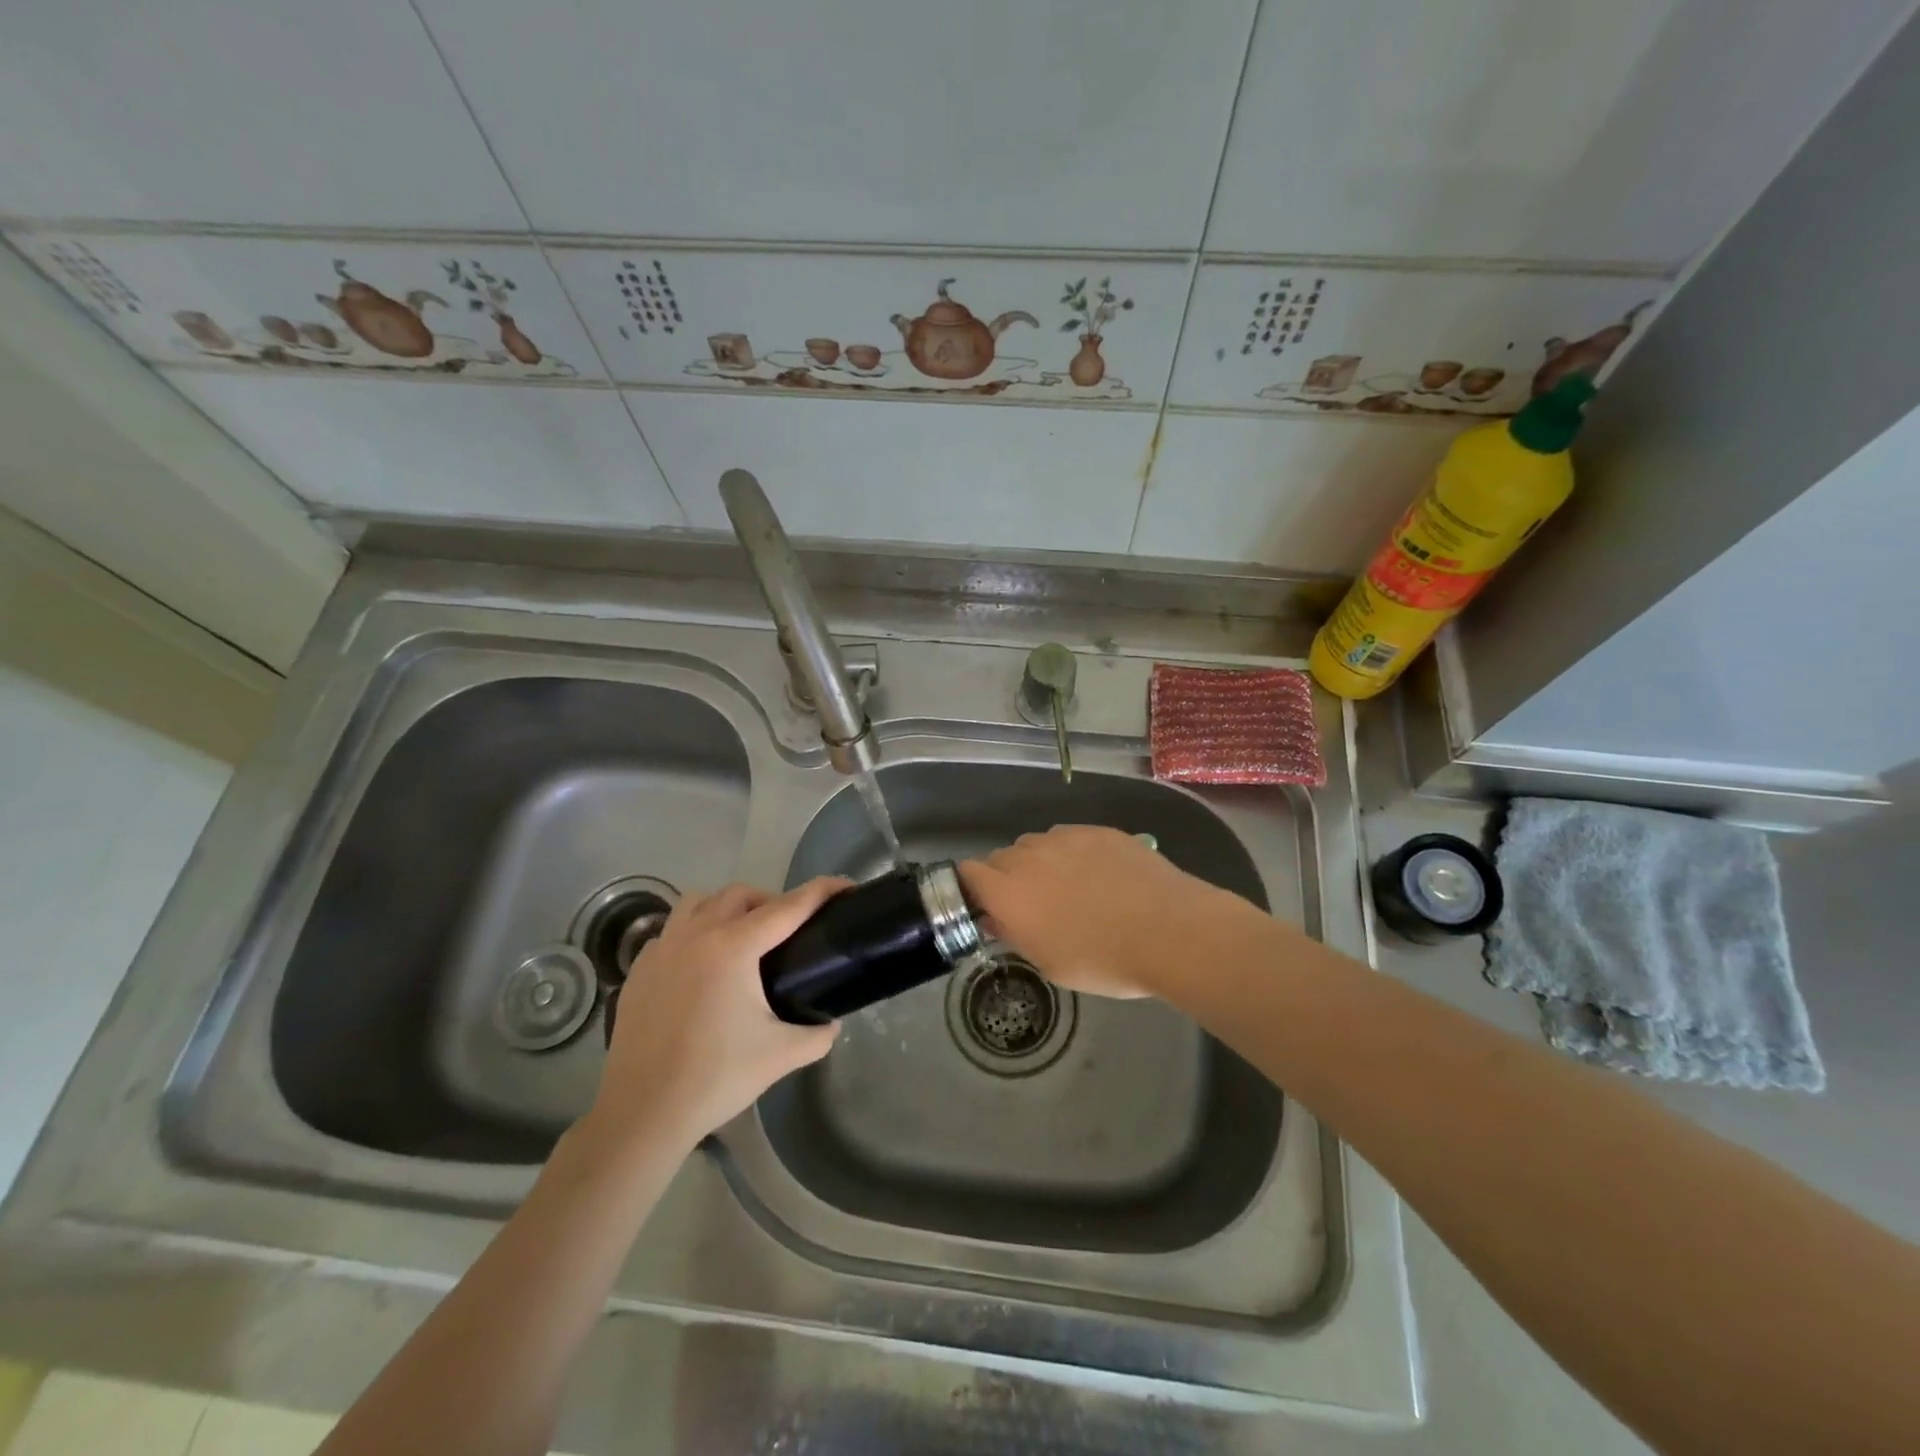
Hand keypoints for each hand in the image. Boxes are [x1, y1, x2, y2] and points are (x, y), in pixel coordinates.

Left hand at [585, 877, 849, 1153]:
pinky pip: (672, 931)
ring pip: (700, 901)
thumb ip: (817, 1034)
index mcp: (734, 947)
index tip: (845, 885)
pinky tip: (702, 967)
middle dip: (772, 901)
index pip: (788, 907)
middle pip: (741, 894)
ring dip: (728, 907)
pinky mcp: (639, 970)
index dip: (821, 892)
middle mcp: (696, 934)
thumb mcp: (782, 1055)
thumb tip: (831, 1023)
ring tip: (743, 937)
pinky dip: (694, 933)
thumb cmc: (716, 1078)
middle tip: (789, 931)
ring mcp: (662, 949)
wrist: (643, 1113)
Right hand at [959, 825, 1244, 998]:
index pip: (967, 873)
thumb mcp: (1050, 963)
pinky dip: (1072, 853)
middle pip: (1001, 857)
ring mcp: (1064, 838)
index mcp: (1008, 893)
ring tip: (1070, 888)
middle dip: (1008, 879)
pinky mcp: (1096, 830)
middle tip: (1035, 906)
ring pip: (1035, 844)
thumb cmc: (1104, 960)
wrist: (1170, 930)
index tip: (988, 907)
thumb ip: (1016, 935)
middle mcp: (1028, 857)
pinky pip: (1069, 837)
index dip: (972, 888)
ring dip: (1040, 863)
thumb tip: (999, 918)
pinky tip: (1098, 875)